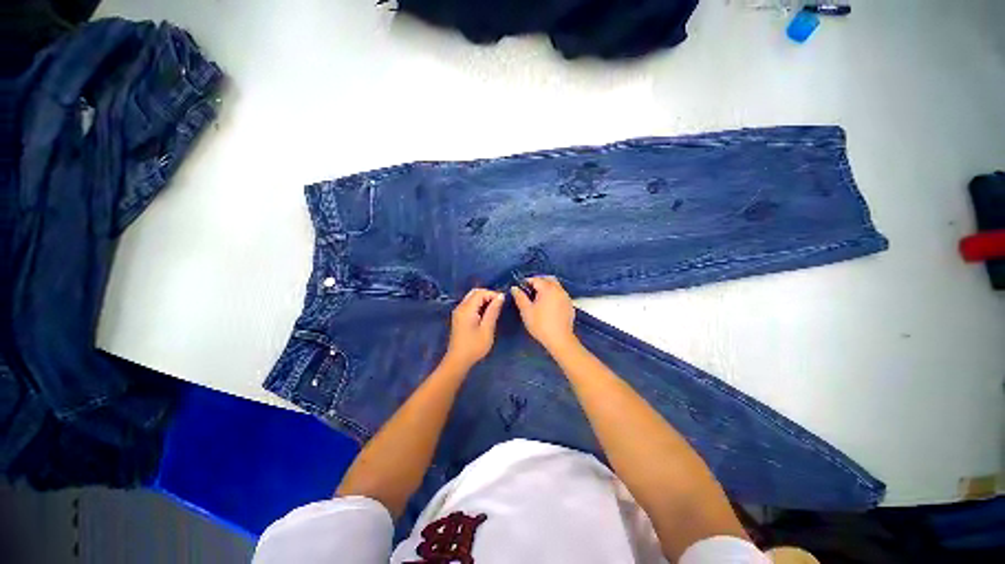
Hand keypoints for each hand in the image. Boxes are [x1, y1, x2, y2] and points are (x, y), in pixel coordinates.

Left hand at [444, 289, 505, 369]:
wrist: (458, 360)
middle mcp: (460, 307)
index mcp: (467, 309)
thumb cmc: (474, 346)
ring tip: (494, 309)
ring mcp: (458, 312)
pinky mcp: (459, 317)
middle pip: (475, 292)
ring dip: (484, 300)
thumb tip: (501, 297)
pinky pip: (469, 304)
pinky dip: (479, 305)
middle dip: (488, 295)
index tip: (503, 302)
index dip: (493, 294)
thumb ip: (493, 311)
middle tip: (499, 305)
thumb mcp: (487, 329)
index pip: (480, 293)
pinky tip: (486, 314)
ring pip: (472, 298)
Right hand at [510, 276, 576, 351]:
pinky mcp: (570, 305)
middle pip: (548, 279)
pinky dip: (553, 294)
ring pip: (556, 285)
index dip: (527, 281)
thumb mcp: (526, 311)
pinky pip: (560, 294)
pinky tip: (548, 304)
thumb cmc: (540, 324)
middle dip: (538, 281)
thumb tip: (514, 288)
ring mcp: (566, 297)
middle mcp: (559, 289)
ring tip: (538, 297)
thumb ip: (520, 297)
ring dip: (547, 287)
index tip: (520, 287)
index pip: (536, 279)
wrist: (560, 339)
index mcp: (548, 289)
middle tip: (529, 290)